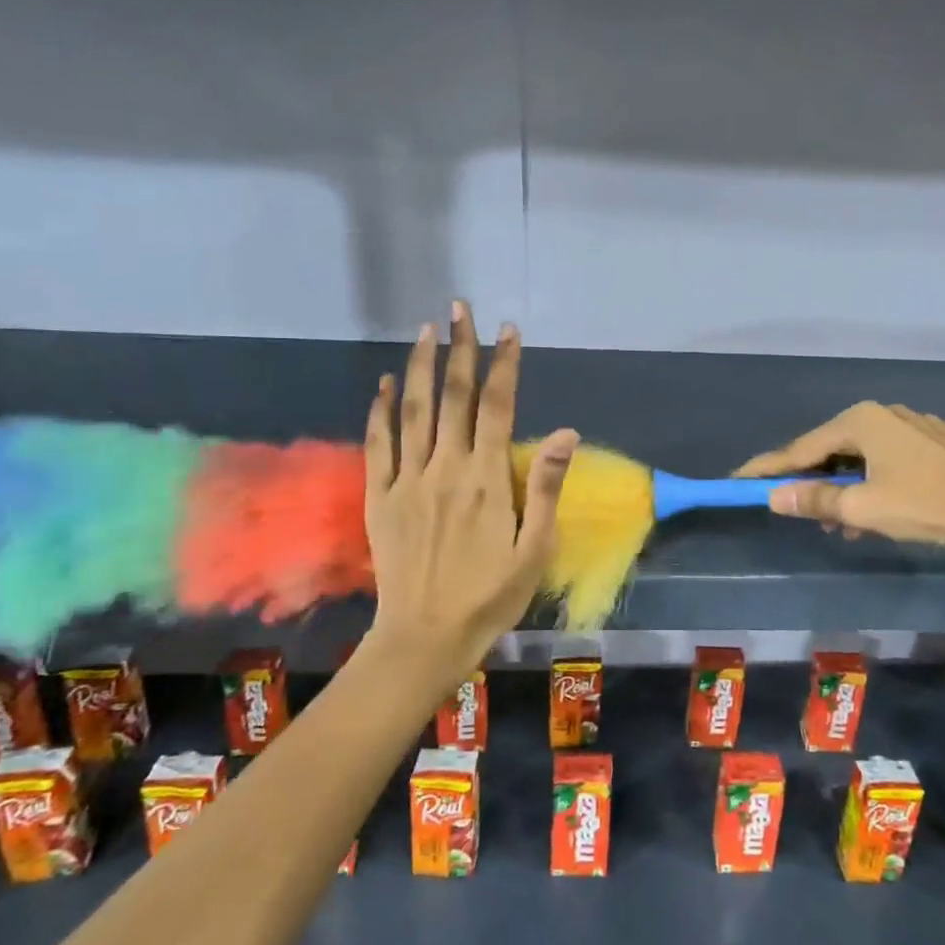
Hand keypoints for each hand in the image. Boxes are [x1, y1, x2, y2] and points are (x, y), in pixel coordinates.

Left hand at [364, 302, 577, 694]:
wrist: (426, 636)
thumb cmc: (491, 596)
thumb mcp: (534, 549)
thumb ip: (546, 487)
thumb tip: (565, 433)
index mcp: (487, 479)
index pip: (497, 407)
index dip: (503, 365)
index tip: (508, 331)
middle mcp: (446, 468)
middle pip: (453, 397)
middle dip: (460, 349)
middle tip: (459, 308)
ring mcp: (408, 480)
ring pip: (414, 410)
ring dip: (422, 366)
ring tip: (426, 330)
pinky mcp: (380, 497)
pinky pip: (379, 444)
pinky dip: (381, 410)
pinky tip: (386, 384)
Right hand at [735, 401, 944, 561]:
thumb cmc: (924, 506)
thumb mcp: (862, 507)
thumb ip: (814, 500)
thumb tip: (774, 497)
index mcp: (862, 421)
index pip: (803, 448)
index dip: (770, 467)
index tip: (740, 478)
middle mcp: (888, 413)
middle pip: (835, 449)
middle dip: (815, 482)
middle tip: (801, 511)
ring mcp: (921, 425)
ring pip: (867, 456)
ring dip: (848, 488)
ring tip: (843, 523)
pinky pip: (896, 460)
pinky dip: (879, 482)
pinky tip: (884, 510)